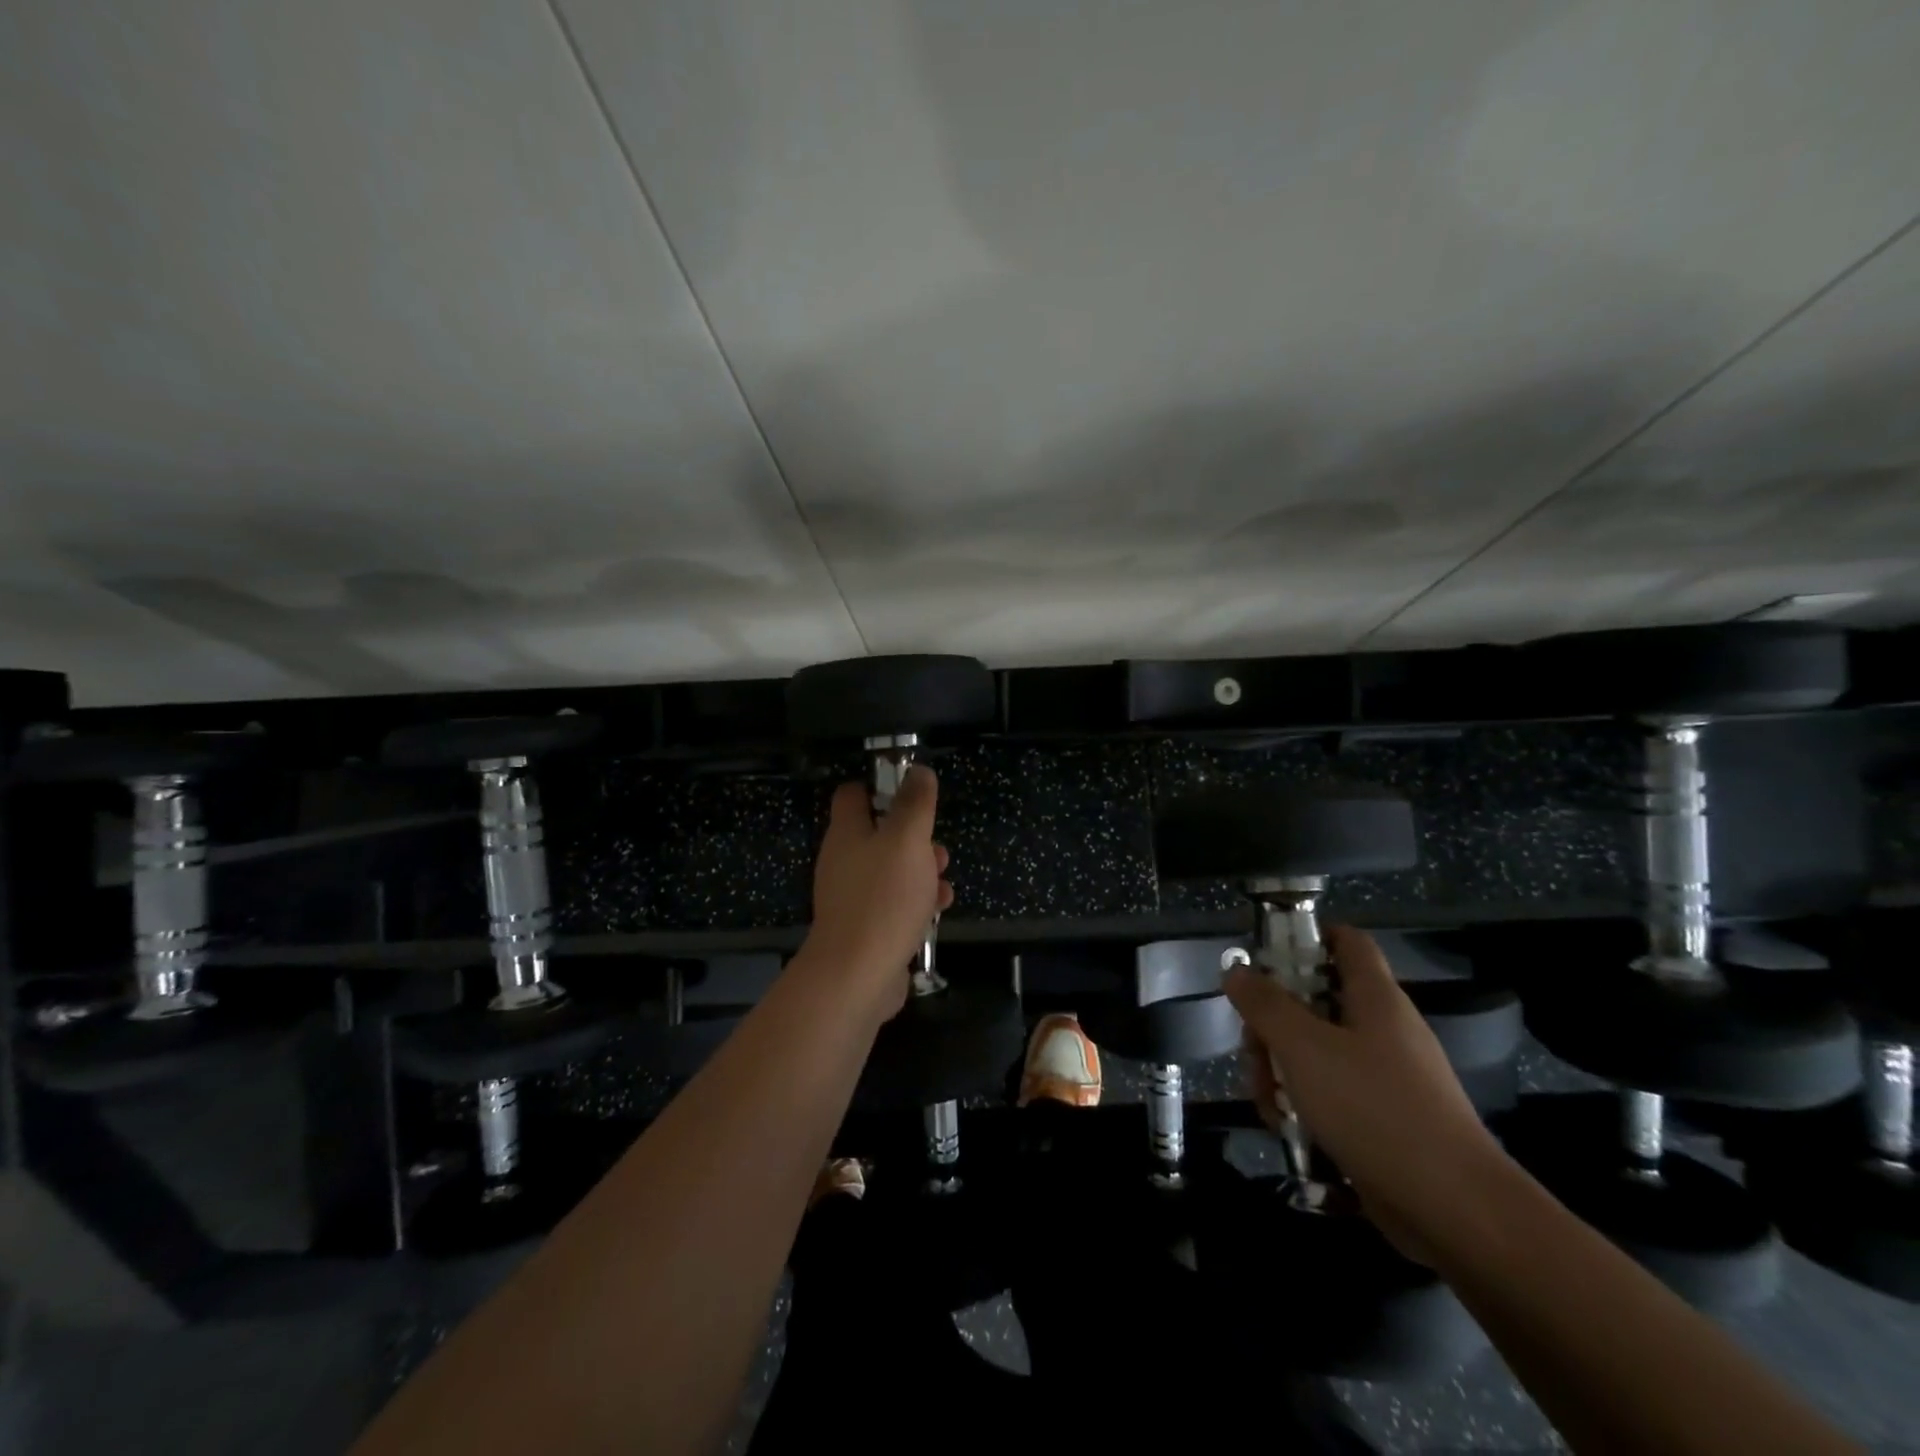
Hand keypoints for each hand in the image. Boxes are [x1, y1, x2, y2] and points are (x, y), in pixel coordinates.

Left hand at [800, 766, 953, 1019]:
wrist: (857, 975)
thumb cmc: (883, 898)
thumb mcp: (907, 840)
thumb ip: (914, 803)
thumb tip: (918, 770)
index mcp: (847, 833)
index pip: (853, 795)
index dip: (880, 786)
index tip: (911, 792)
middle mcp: (844, 861)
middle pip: (878, 834)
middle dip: (913, 837)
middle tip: (936, 846)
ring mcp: (853, 897)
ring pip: (891, 870)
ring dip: (920, 870)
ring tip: (943, 880)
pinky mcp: (866, 927)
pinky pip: (894, 904)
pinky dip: (916, 902)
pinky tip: (938, 909)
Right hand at [1224, 925, 1504, 1261]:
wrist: (1455, 1211)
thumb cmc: (1375, 1109)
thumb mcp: (1304, 1048)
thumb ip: (1265, 1005)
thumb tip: (1236, 970)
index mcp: (1375, 997)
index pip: (1345, 940)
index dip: (1305, 937)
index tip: (1264, 959)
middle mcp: (1383, 1028)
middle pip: (1316, 1001)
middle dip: (1273, 1024)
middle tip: (1254, 1053)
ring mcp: (1387, 1076)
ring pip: (1317, 1051)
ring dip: (1282, 1070)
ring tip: (1269, 1105)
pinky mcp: (1386, 1118)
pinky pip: (1333, 1093)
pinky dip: (1305, 1104)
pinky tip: (1289, 1130)